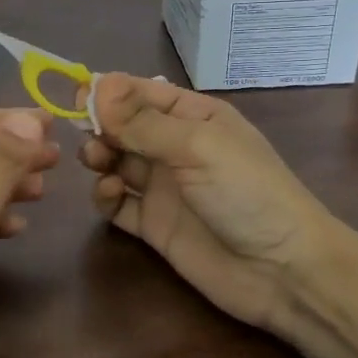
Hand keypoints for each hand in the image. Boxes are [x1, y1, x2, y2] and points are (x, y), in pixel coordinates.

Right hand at [78, 75, 354, 357]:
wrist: (284, 271)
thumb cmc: (247, 192)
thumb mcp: (196, 146)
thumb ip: (142, 121)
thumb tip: (95, 85)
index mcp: (192, 116)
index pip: (139, 92)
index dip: (106, 92)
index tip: (73, 96)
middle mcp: (174, 146)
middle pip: (122, 126)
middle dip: (100, 125)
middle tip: (87, 135)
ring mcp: (163, 187)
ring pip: (115, 161)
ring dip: (99, 157)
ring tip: (99, 163)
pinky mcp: (153, 224)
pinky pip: (117, 203)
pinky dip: (106, 195)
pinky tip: (112, 194)